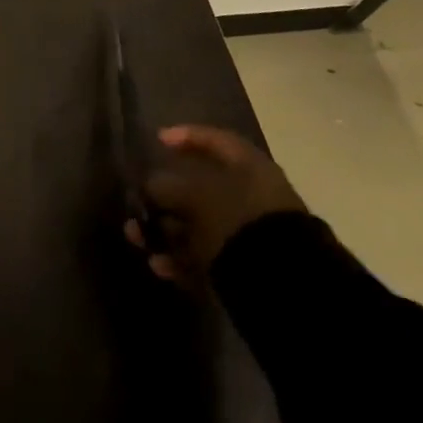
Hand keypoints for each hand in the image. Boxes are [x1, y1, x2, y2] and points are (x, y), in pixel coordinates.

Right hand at [127, 125, 305, 281]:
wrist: (286, 286)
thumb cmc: (238, 220)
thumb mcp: (194, 194)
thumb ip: (166, 185)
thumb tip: (150, 186)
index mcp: (250, 169)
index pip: (216, 141)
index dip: (185, 136)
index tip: (157, 140)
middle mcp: (252, 198)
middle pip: (200, 189)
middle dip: (163, 197)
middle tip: (137, 202)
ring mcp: (250, 234)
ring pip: (197, 226)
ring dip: (164, 231)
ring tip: (137, 238)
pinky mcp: (247, 269)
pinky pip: (206, 256)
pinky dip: (181, 259)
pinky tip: (159, 265)